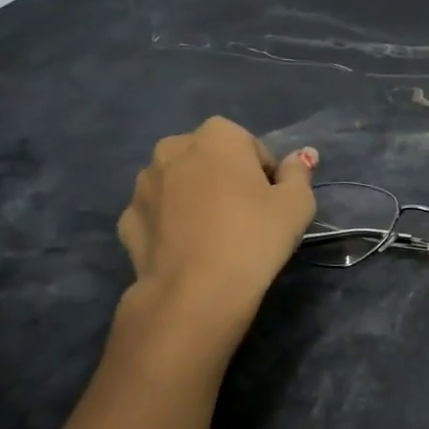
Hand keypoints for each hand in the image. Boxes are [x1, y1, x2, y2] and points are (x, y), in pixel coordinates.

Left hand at [118, 118, 316, 338]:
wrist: (196, 292)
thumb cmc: (254, 237)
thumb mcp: (297, 204)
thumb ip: (298, 173)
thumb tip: (300, 157)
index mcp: (217, 136)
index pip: (252, 148)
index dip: (266, 177)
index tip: (271, 205)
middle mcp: (172, 148)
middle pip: (210, 161)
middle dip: (225, 181)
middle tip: (245, 219)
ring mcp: (143, 184)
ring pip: (180, 185)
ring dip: (195, 200)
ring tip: (215, 238)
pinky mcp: (127, 219)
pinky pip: (159, 214)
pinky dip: (171, 225)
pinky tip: (188, 251)